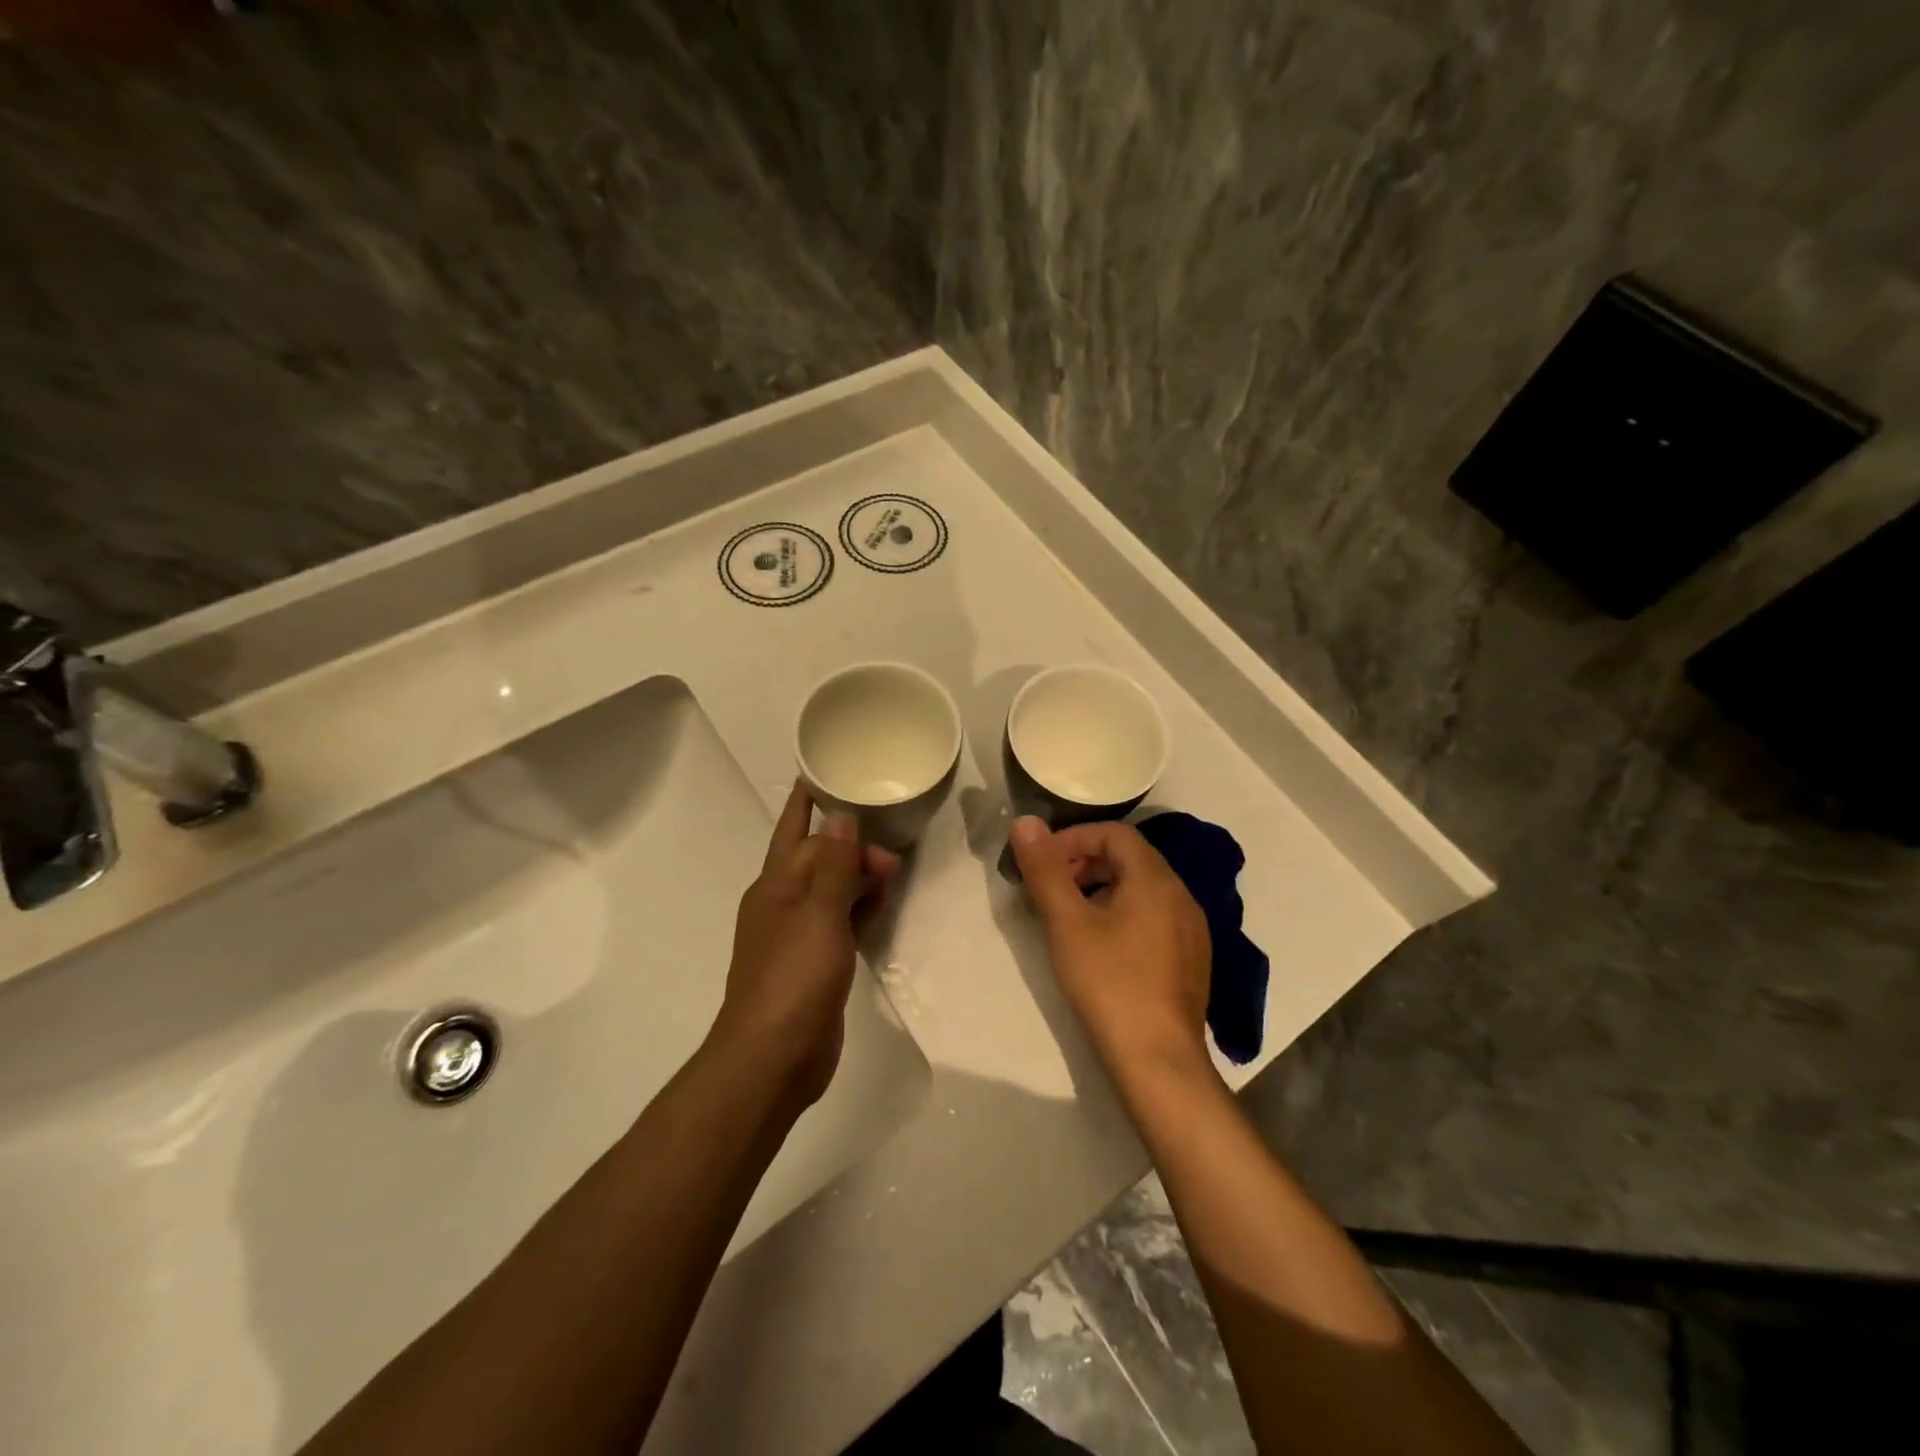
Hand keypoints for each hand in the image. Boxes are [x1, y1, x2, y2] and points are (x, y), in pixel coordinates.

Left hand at [709, 782, 900, 1107]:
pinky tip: (884, 901)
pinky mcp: (817, 963)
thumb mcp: (819, 915)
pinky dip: (861, 908)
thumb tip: (840, 816)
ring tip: (895, 865)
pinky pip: (842, 922)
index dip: (807, 802)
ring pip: (833, 890)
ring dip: (859, 875)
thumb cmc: (793, 978)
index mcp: (775, 886)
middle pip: (819, 859)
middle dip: (851, 844)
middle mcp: (784, 904)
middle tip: (892, 844)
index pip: (794, 830)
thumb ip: (834, 866)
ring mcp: (800, 935)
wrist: (774, 1057)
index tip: (824, 774)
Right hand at [1009, 817, 1212, 1078]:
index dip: (1073, 839)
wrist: (1158, 1060)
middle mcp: (1181, 895)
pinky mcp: (1191, 959)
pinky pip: (1154, 917)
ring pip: (1142, 889)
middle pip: (1130, 858)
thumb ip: (1045, 869)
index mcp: (1155, 879)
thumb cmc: (1109, 982)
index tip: (1042, 863)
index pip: (1113, 834)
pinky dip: (1123, 914)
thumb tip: (1026, 821)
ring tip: (1071, 918)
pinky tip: (1103, 948)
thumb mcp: (1067, 923)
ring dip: (1103, 889)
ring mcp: (1191, 929)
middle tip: (1052, 889)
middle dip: (1086, 864)